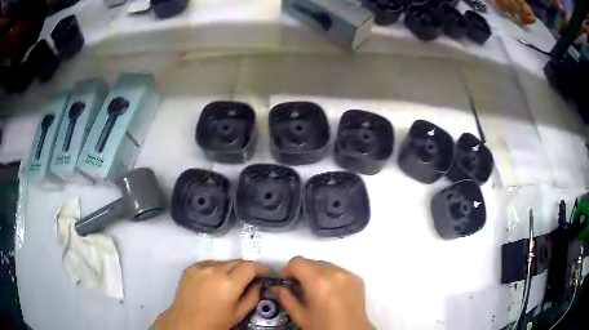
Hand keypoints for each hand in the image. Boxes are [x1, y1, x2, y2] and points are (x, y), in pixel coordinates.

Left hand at [154, 260, 268, 329]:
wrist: (186, 322)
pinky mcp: (190, 267)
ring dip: (231, 268)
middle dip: (247, 268)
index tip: (267, 273)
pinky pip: (209, 264)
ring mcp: (200, 267)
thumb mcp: (239, 313)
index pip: (250, 266)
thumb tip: (258, 284)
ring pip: (223, 262)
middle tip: (251, 278)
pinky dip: (216, 269)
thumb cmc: (215, 322)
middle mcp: (214, 270)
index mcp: (228, 283)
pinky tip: (215, 281)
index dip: (261, 268)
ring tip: (231, 281)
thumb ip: (253, 296)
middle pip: (237, 261)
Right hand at [273, 256, 372, 329]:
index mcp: (319, 282)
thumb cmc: (323, 327)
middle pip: (311, 262)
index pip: (297, 262)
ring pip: (325, 265)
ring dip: (316, 273)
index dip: (287, 270)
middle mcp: (335, 273)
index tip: (285, 281)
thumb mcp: (300, 316)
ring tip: (314, 290)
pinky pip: (338, 270)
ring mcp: (348, 274)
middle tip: (298, 287)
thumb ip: (286, 298)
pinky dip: (330, 276)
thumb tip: (277, 287)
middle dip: (301, 272)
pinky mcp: (357, 278)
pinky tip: (329, 291)